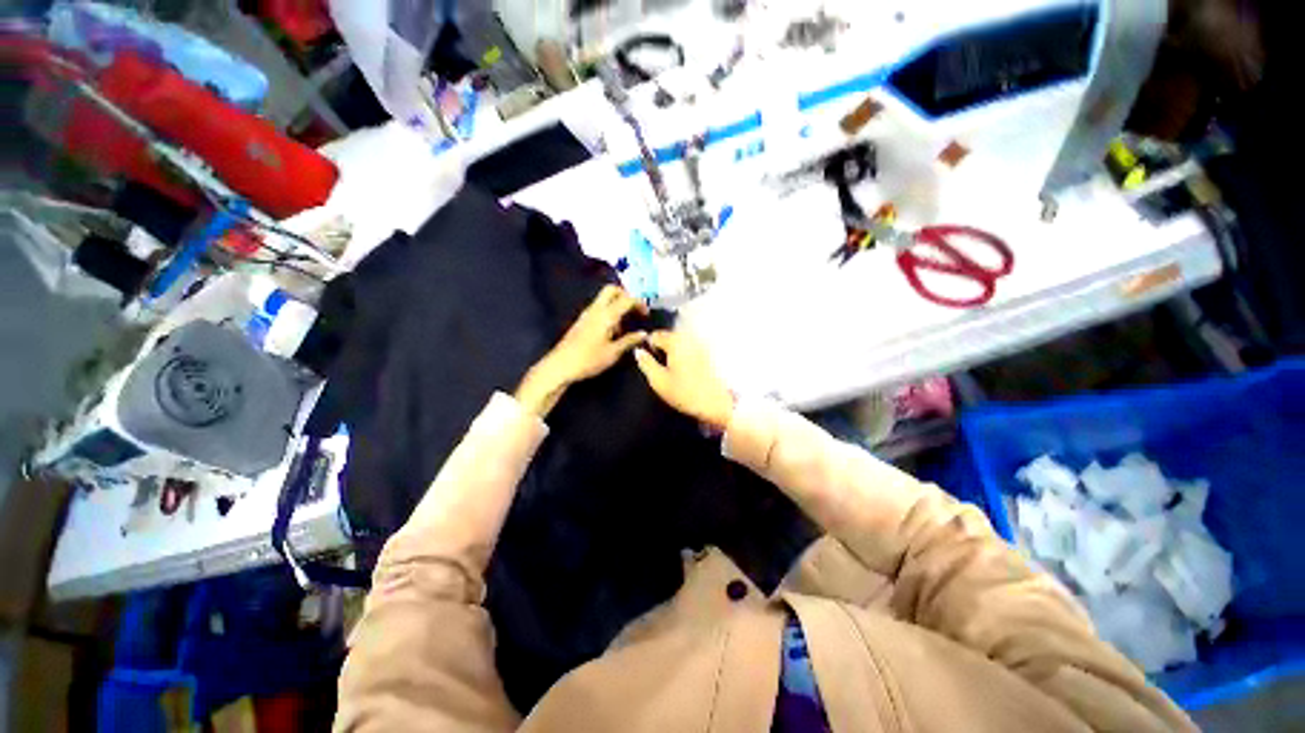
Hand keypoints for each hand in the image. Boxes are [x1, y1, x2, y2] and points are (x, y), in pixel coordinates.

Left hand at [516, 285, 647, 416]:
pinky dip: (609, 313)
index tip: (647, 314)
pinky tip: (612, 331)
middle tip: (635, 311)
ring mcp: (587, 314)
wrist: (560, 365)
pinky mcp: (582, 321)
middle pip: (612, 290)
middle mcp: (596, 309)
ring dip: (617, 305)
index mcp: (606, 315)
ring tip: (625, 327)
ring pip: (605, 299)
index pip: (627, 299)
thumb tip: (644, 334)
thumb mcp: (613, 352)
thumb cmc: (589, 359)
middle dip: (626, 296)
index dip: (639, 303)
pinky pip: (599, 308)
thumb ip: (629, 340)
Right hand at [633, 331, 734, 430]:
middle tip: (660, 365)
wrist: (719, 404)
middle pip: (671, 336)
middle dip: (663, 347)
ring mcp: (703, 344)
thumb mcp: (659, 381)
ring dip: (675, 350)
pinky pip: (693, 348)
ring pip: (683, 342)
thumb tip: (638, 351)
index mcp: (676, 341)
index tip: (648, 360)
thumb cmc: (686, 393)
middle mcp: (690, 337)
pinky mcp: (711, 354)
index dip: (649, 346)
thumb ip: (646, 364)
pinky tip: (687, 370)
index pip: (656, 335)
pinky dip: (687, 355)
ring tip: (673, 369)